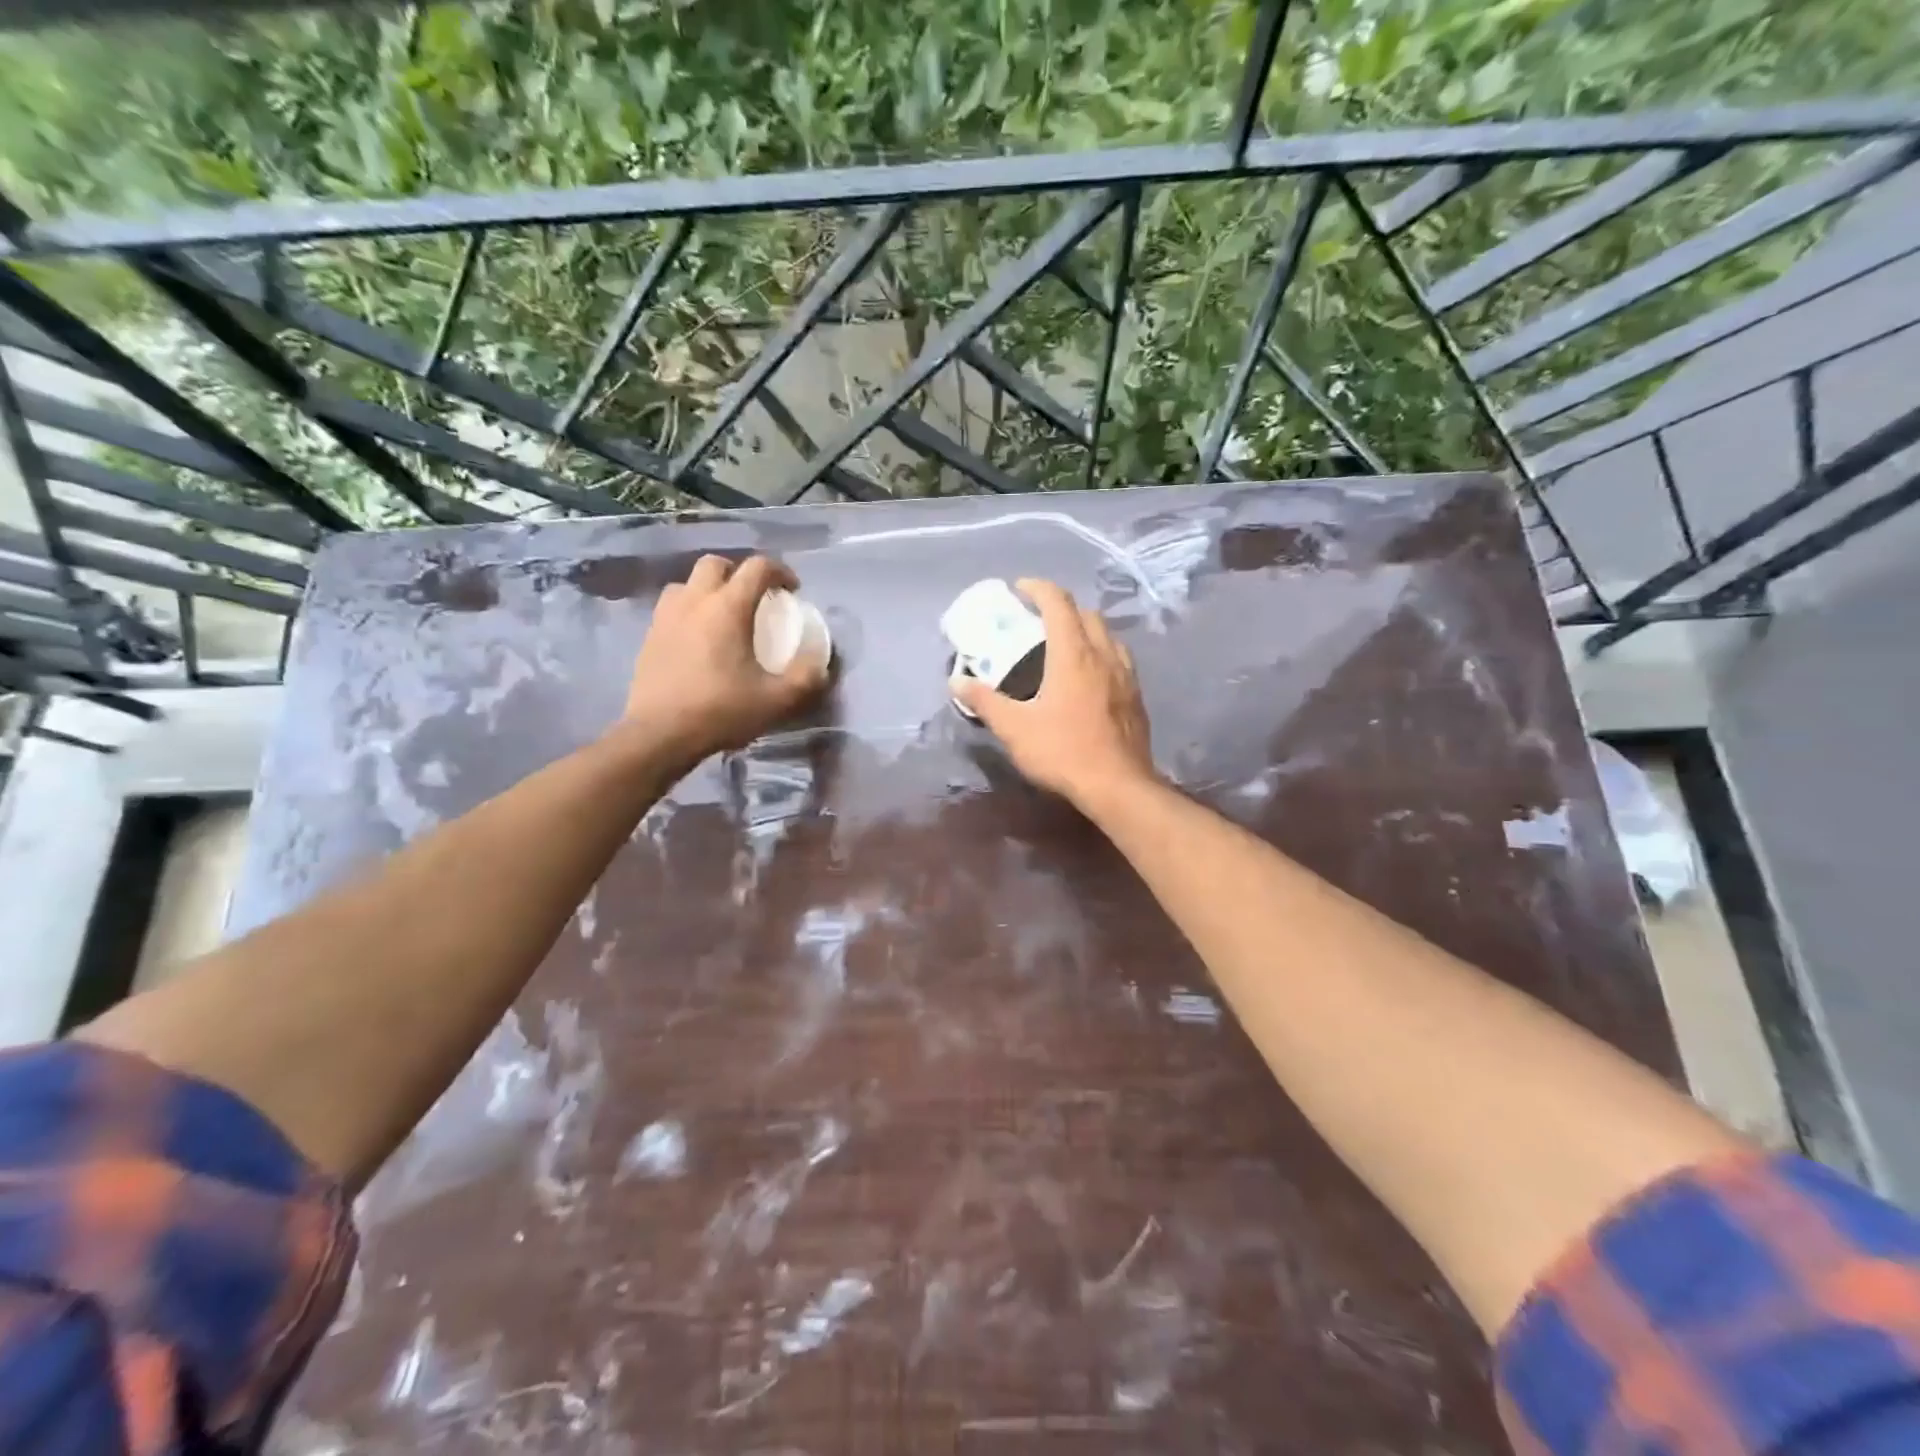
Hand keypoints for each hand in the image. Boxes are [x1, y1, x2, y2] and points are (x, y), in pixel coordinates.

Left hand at [619, 554, 827, 769]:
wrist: (659, 735)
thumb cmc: (720, 711)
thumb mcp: (776, 701)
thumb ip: (805, 679)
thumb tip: (820, 667)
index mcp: (728, 607)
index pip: (757, 568)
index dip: (780, 572)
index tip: (793, 590)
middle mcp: (694, 601)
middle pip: (716, 564)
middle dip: (739, 573)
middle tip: (755, 598)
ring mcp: (666, 617)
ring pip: (687, 584)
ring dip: (708, 590)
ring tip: (722, 616)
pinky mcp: (649, 637)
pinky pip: (671, 609)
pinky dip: (689, 612)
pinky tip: (698, 641)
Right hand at [951, 578, 1156, 810]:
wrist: (1118, 786)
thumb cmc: (1063, 752)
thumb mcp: (1014, 728)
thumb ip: (984, 701)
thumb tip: (956, 682)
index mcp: (1073, 654)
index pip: (1058, 603)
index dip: (1038, 588)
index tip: (1019, 589)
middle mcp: (1104, 654)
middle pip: (1086, 613)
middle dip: (1062, 607)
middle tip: (1038, 621)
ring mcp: (1125, 675)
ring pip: (1108, 635)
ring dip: (1085, 629)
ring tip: (1064, 646)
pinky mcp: (1136, 696)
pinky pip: (1119, 659)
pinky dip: (1101, 653)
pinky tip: (1089, 677)